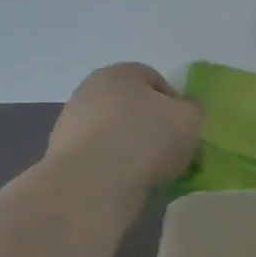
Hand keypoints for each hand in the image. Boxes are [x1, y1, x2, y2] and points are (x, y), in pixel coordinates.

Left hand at [47, 64, 200, 187]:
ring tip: (149, 171)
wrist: (93, 183)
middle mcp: (89, 91)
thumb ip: (193, 109)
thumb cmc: (146, 138)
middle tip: (169, 149)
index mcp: (119, 73)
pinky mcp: (62, 157)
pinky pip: (99, 157)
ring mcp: (70, 124)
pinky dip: (113, 166)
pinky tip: (126, 182)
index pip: (153, 79)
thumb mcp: (190, 118)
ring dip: (131, 147)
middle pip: (130, 105)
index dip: (174, 102)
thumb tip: (186, 108)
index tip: (183, 127)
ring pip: (113, 132)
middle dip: (150, 124)